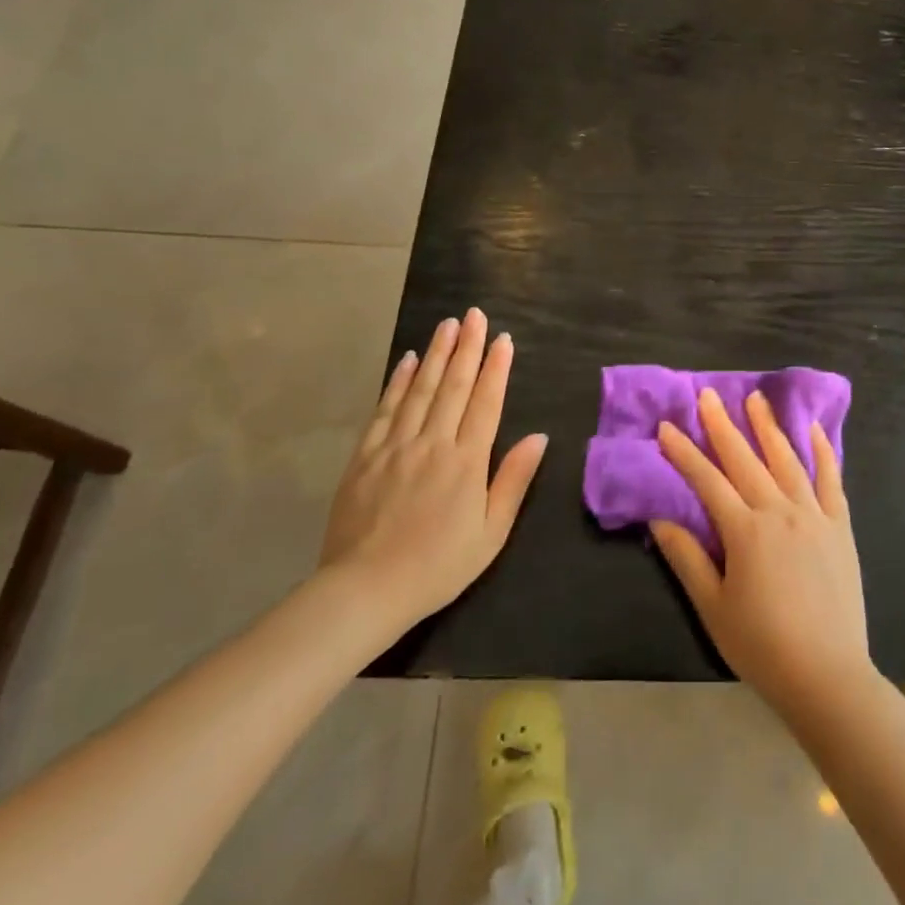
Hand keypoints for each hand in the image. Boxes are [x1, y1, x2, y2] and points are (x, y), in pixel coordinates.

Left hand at [320, 309, 547, 639]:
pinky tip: (408, 361)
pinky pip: (385, 409)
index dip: (496, 368)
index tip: (503, 339)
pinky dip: (399, 382)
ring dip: (436, 354)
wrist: (365, 590)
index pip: (486, 402)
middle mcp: (433, 443)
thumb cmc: (439, 566)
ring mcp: (396, 446)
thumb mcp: (491, 532)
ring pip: (420, 390)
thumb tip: (539, 437)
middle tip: (475, 315)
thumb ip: (513, 480)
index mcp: (466, 462)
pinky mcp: (365, 456)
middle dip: (467, 347)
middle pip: (454, 386)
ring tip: (447, 325)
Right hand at [652, 388, 873, 713]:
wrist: (827, 674)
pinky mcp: (840, 527)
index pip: (707, 480)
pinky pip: (831, 480)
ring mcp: (815, 515)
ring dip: (769, 427)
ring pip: (787, 460)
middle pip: (746, 459)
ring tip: (756, 398)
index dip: (684, 453)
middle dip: (723, 425)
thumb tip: (659, 518)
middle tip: (708, 395)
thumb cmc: (762, 645)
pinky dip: (822, 452)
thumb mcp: (713, 606)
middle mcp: (780, 511)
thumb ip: (686, 558)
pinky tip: (814, 430)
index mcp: (746, 530)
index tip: (667, 427)